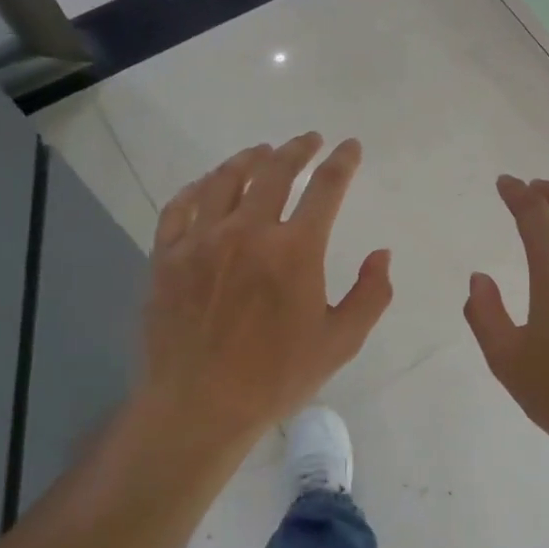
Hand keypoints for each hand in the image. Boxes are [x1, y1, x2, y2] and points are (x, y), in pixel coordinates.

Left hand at [135, 133, 391, 454]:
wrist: (198, 408)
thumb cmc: (275, 378)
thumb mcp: (340, 342)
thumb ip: (370, 294)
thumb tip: (381, 254)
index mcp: (295, 250)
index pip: (326, 188)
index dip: (342, 162)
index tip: (350, 147)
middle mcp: (248, 232)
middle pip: (275, 171)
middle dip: (297, 149)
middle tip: (309, 139)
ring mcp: (201, 241)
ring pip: (225, 180)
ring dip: (248, 159)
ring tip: (262, 152)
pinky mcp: (167, 256)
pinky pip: (180, 207)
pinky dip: (198, 188)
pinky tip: (208, 184)